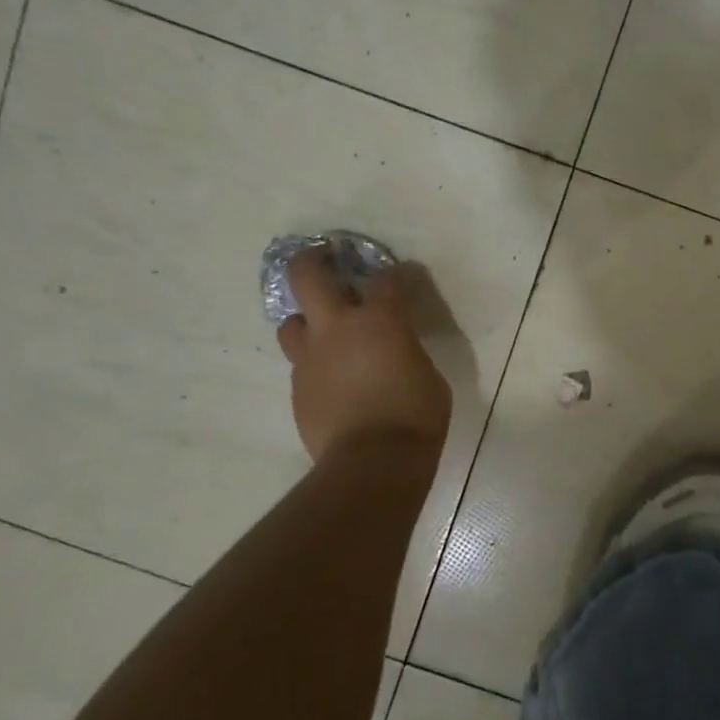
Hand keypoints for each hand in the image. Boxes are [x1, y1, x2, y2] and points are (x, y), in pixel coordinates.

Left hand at [274, 250, 451, 463]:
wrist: (372, 463)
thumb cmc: (416, 416)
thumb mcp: (428, 375)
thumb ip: (407, 351)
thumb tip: (396, 350)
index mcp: (380, 320)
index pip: (387, 279)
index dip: (396, 274)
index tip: (402, 276)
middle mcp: (337, 328)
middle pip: (309, 276)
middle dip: (314, 259)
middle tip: (324, 257)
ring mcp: (310, 358)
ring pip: (291, 322)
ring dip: (307, 320)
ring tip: (324, 331)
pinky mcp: (297, 388)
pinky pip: (301, 364)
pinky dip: (315, 363)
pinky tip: (332, 380)